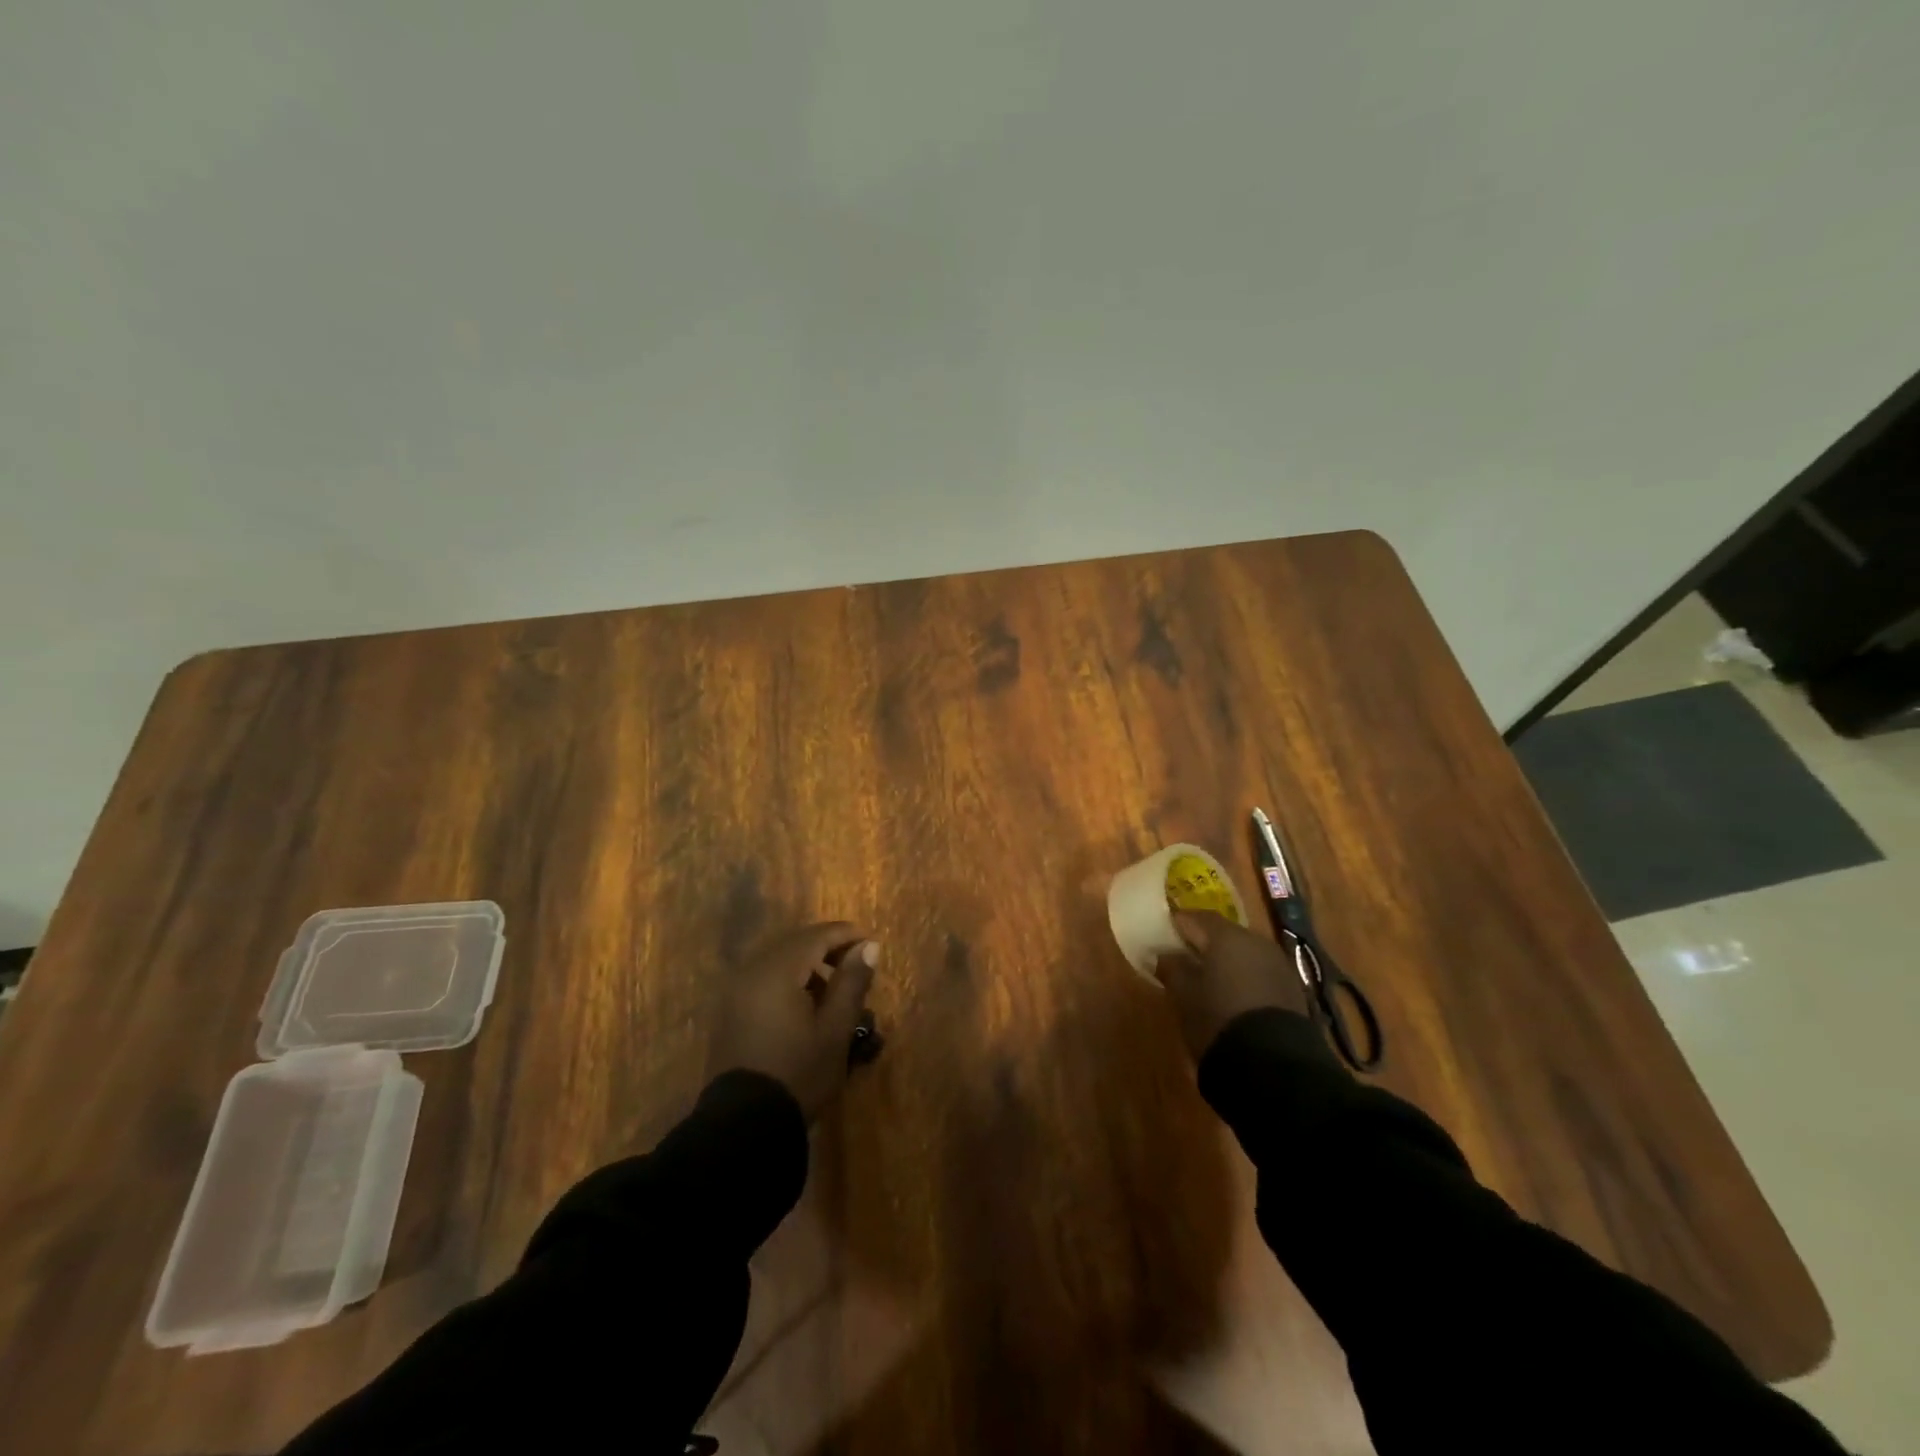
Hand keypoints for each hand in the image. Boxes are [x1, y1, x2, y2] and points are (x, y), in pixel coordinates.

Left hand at [708, 921, 879, 1120]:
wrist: (743, 1128)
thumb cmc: (798, 1074)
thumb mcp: (835, 1030)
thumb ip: (852, 982)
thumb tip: (869, 946)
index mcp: (777, 971)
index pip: (816, 936)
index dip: (847, 935)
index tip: (873, 943)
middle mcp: (751, 971)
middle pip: (794, 942)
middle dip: (827, 947)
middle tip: (857, 962)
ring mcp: (735, 991)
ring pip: (777, 959)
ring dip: (807, 963)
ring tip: (835, 987)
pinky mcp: (729, 1011)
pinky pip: (763, 977)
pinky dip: (787, 978)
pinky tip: (805, 1003)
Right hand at [1155, 910, 1308, 1061]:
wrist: (1273, 1065)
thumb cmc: (1217, 1019)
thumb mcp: (1183, 995)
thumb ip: (1172, 968)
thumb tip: (1165, 955)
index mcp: (1226, 936)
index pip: (1196, 917)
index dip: (1177, 923)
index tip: (1161, 934)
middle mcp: (1256, 942)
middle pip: (1223, 933)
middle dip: (1203, 942)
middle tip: (1182, 957)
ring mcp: (1279, 965)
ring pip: (1244, 953)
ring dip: (1226, 961)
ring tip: (1207, 980)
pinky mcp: (1292, 990)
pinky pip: (1260, 973)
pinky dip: (1244, 978)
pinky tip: (1233, 996)